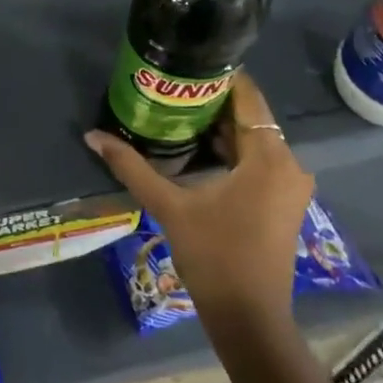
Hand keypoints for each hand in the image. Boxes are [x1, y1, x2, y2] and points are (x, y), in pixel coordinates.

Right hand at [84, 69, 314, 333]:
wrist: (248, 317)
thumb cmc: (213, 256)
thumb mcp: (169, 206)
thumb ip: (131, 167)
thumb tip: (92, 136)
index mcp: (269, 157)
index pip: (248, 97)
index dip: (220, 77)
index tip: (186, 65)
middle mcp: (289, 163)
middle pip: (251, 118)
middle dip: (213, 102)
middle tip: (172, 88)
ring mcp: (290, 185)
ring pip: (255, 140)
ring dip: (222, 128)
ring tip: (178, 112)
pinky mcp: (283, 201)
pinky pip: (259, 160)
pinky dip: (233, 151)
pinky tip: (199, 149)